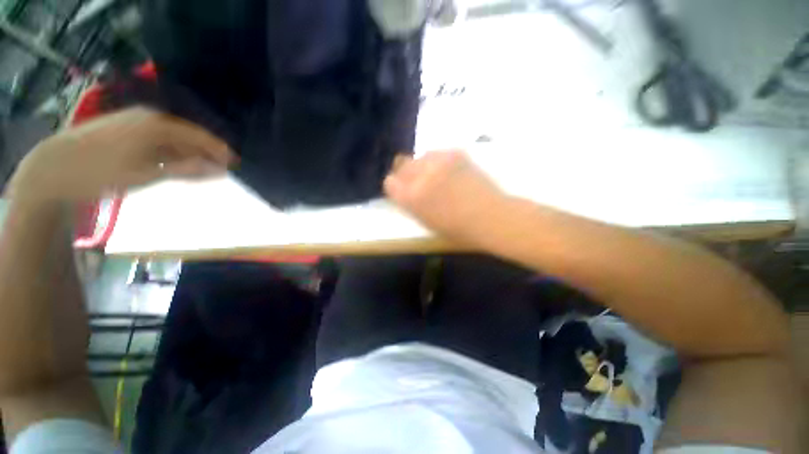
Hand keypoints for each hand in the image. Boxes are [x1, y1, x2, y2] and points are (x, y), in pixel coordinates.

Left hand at [8, 107, 234, 202]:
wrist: (54, 167)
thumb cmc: (101, 172)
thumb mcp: (147, 174)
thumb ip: (186, 170)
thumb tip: (220, 170)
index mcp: (158, 125)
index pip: (200, 136)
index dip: (220, 150)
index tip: (235, 165)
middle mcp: (150, 117)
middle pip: (188, 135)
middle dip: (206, 152)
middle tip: (220, 170)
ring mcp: (135, 120)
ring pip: (173, 137)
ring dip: (188, 153)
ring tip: (200, 170)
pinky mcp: (124, 127)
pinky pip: (157, 138)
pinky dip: (170, 151)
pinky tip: (173, 163)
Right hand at [384, 150, 508, 242]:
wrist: (490, 217)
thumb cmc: (457, 229)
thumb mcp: (426, 222)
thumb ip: (410, 204)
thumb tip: (405, 191)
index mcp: (412, 197)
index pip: (390, 182)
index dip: (396, 187)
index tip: (403, 190)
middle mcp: (421, 175)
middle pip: (401, 165)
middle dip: (407, 174)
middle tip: (420, 183)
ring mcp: (438, 161)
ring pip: (420, 156)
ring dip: (424, 166)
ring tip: (438, 176)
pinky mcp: (455, 153)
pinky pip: (438, 153)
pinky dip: (440, 161)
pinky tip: (451, 172)